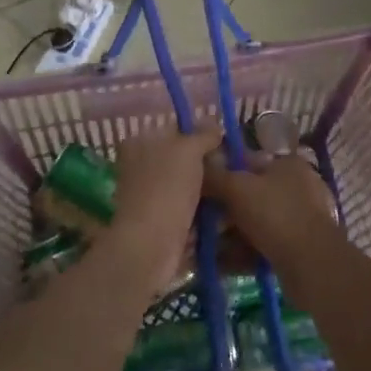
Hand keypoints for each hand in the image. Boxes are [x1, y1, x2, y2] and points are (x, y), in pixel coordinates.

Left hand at [106, 126, 222, 285]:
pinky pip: (187, 209)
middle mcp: (139, 166)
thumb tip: (214, 126)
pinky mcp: (159, 221)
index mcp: (138, 143)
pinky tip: (222, 211)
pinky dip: (202, 210)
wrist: (151, 244)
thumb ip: (203, 134)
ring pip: (186, 184)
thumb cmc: (167, 187)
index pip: (174, 130)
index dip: (200, 134)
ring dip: (207, 188)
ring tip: (231, 189)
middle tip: (232, 167)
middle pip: (181, 158)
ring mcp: (148, 195)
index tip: (224, 143)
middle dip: (206, 163)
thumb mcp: (189, 149)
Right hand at [209, 155, 343, 278]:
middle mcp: (295, 187)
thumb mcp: (238, 188)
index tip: (198, 189)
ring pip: (253, 223)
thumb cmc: (275, 214)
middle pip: (249, 195)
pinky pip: (261, 245)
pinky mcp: (296, 248)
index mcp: (287, 164)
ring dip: (228, 235)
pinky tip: (219, 264)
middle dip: (222, 210)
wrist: (312, 265)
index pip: (246, 161)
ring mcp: (298, 219)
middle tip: (197, 223)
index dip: (221, 173)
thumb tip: (196, 164)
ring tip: (202, 248)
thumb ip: (215, 176)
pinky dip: (241, 253)